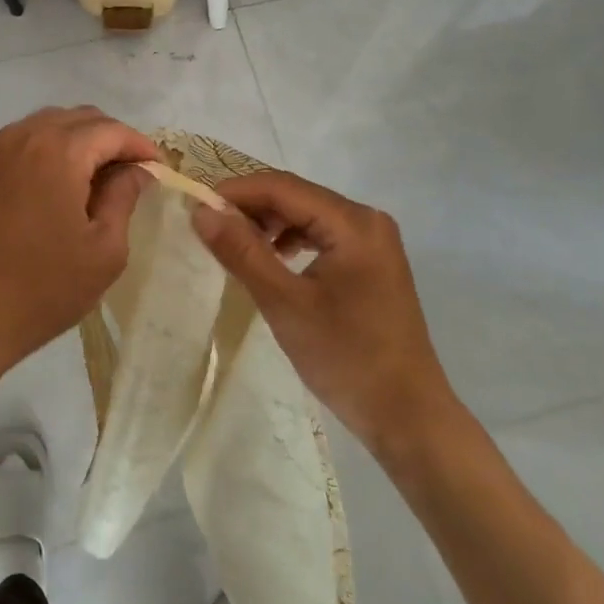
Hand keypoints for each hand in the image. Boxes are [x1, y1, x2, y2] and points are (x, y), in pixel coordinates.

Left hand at [0, 106, 157, 390]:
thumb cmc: (41, 288)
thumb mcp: (102, 249)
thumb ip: (123, 198)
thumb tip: (136, 171)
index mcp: (58, 151)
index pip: (111, 130)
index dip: (141, 146)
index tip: (159, 170)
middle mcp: (23, 136)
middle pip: (80, 119)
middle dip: (112, 139)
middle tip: (133, 175)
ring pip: (49, 125)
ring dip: (80, 141)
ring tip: (99, 179)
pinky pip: (23, 141)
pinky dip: (49, 150)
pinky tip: (59, 185)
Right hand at [190, 169, 461, 455]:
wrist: (407, 416)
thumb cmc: (346, 358)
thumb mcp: (285, 303)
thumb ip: (242, 252)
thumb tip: (201, 212)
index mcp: (353, 223)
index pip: (283, 187)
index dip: (236, 192)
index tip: (196, 208)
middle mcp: (367, 220)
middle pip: (296, 196)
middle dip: (251, 208)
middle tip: (209, 229)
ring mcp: (373, 241)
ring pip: (307, 215)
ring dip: (269, 225)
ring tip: (235, 247)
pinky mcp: (371, 262)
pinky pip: (322, 235)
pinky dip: (291, 241)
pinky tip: (272, 261)